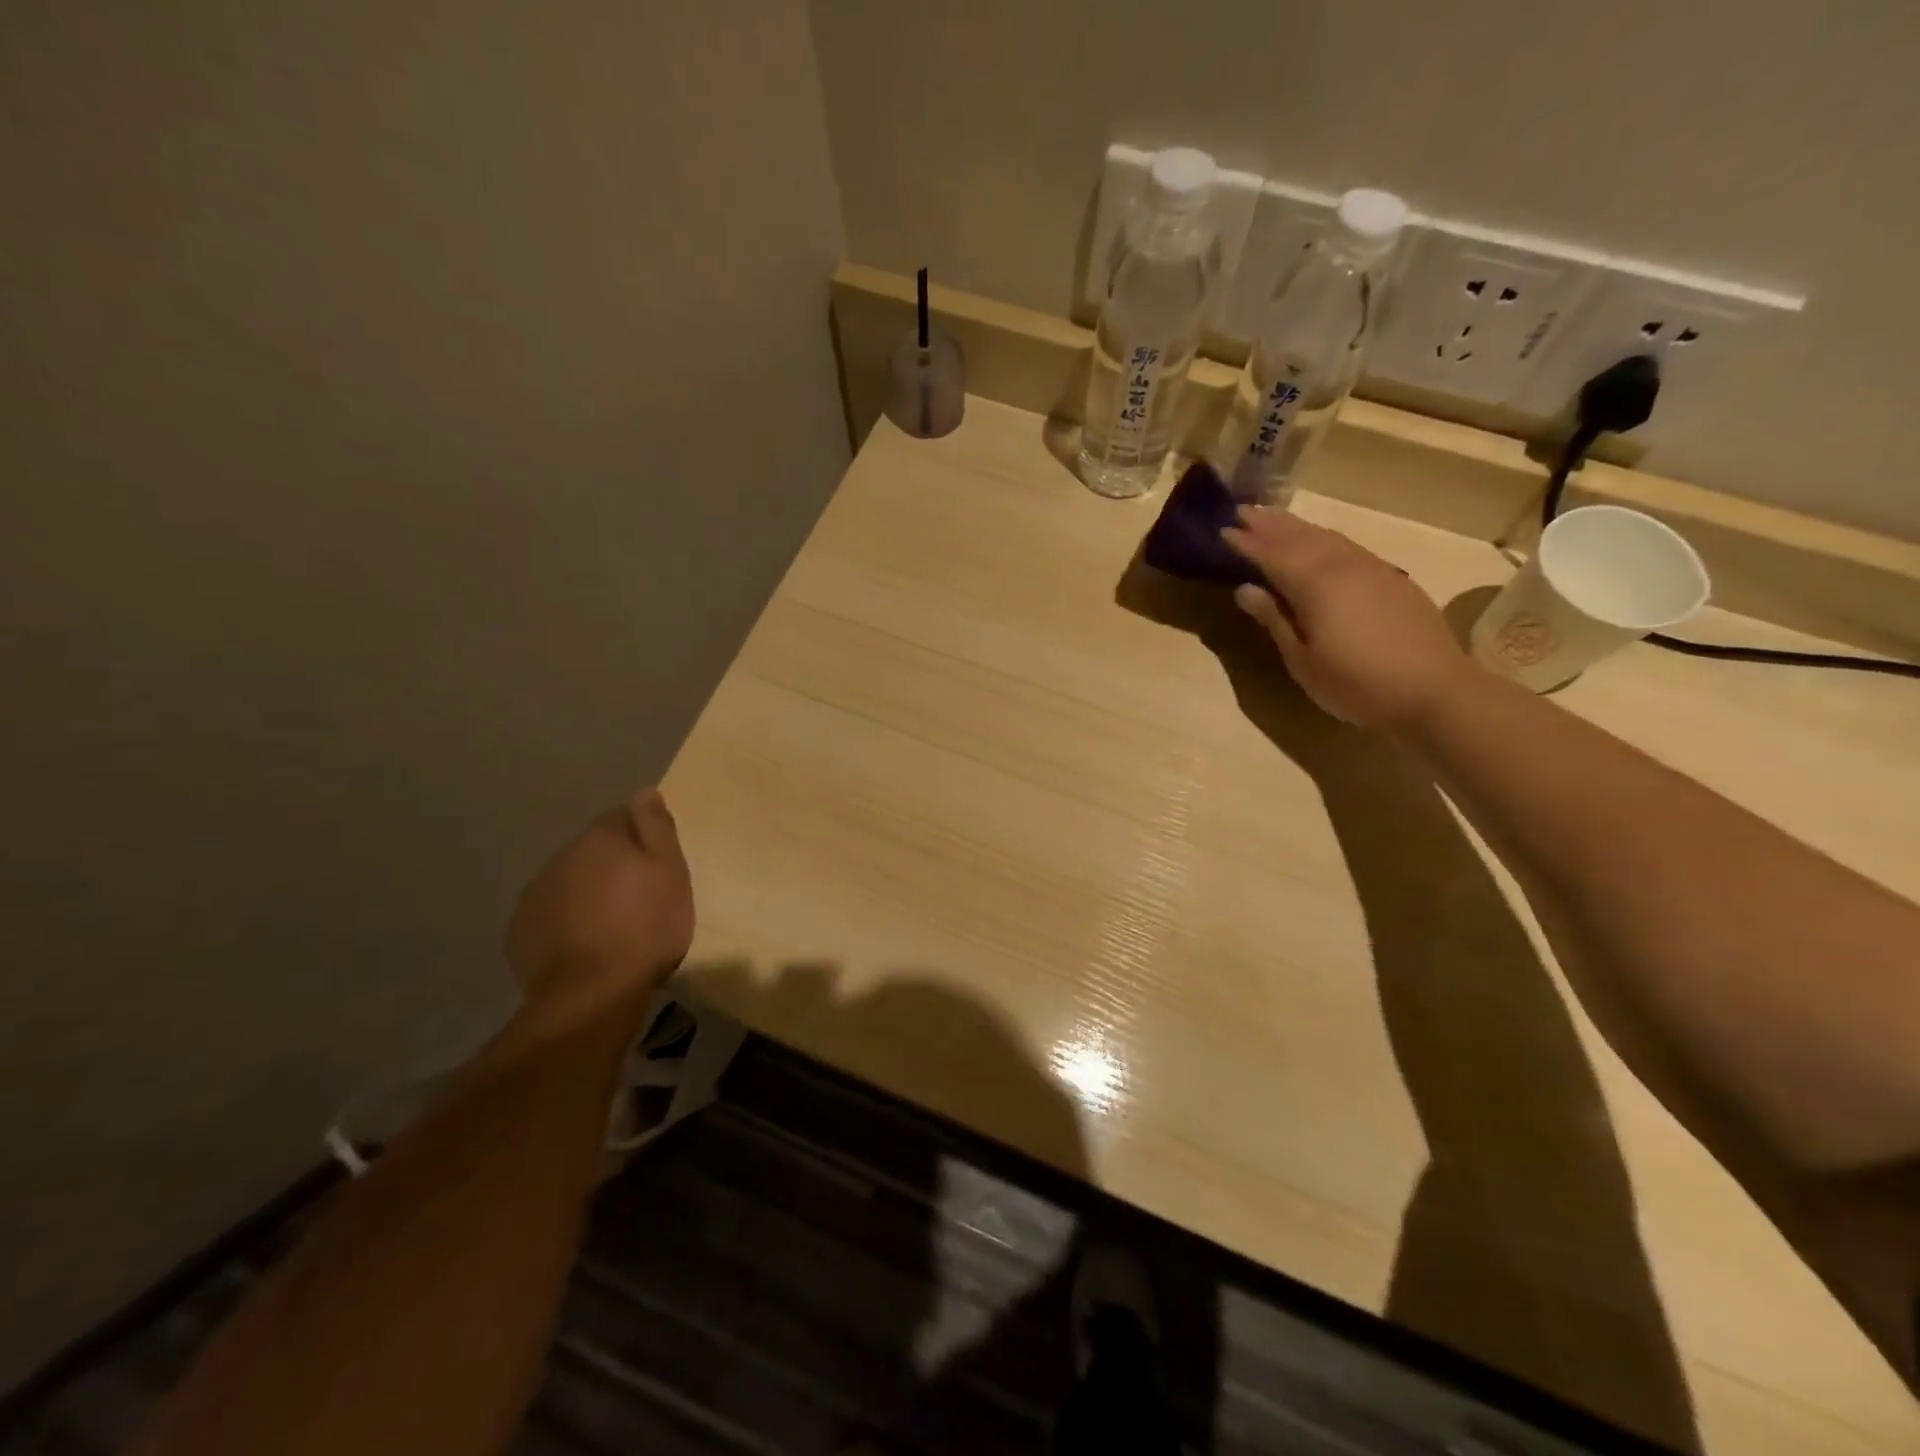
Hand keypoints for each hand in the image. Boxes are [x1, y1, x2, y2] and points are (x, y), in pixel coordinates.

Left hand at [506, 788, 694, 1018]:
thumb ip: (656, 828)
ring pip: (570, 882)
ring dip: (590, 893)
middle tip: (642, 897)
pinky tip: (586, 944)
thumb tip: (644, 792)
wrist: (592, 993)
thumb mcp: (670, 872)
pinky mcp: (521, 931)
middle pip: (594, 850)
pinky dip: (568, 921)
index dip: (644, 836)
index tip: (659, 862)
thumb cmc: (646, 927)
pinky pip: (552, 914)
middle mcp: (561, 857)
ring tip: (614, 925)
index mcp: (600, 839)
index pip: (623, 816)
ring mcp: (535, 895)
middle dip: (615, 865)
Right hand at [1221, 506, 1477, 729]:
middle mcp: (1342, 565)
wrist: (1434, 690)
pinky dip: (1323, 538)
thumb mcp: (1302, 660)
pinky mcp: (1392, 579)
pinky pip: (1347, 547)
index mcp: (1314, 584)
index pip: (1271, 555)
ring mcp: (1371, 569)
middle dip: (1268, 524)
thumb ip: (1274, 620)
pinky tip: (1319, 543)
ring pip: (1326, 537)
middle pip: (1299, 537)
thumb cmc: (1356, 683)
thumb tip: (1246, 589)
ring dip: (1296, 526)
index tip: (1221, 529)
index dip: (1245, 542)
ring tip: (1273, 519)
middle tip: (1242, 510)